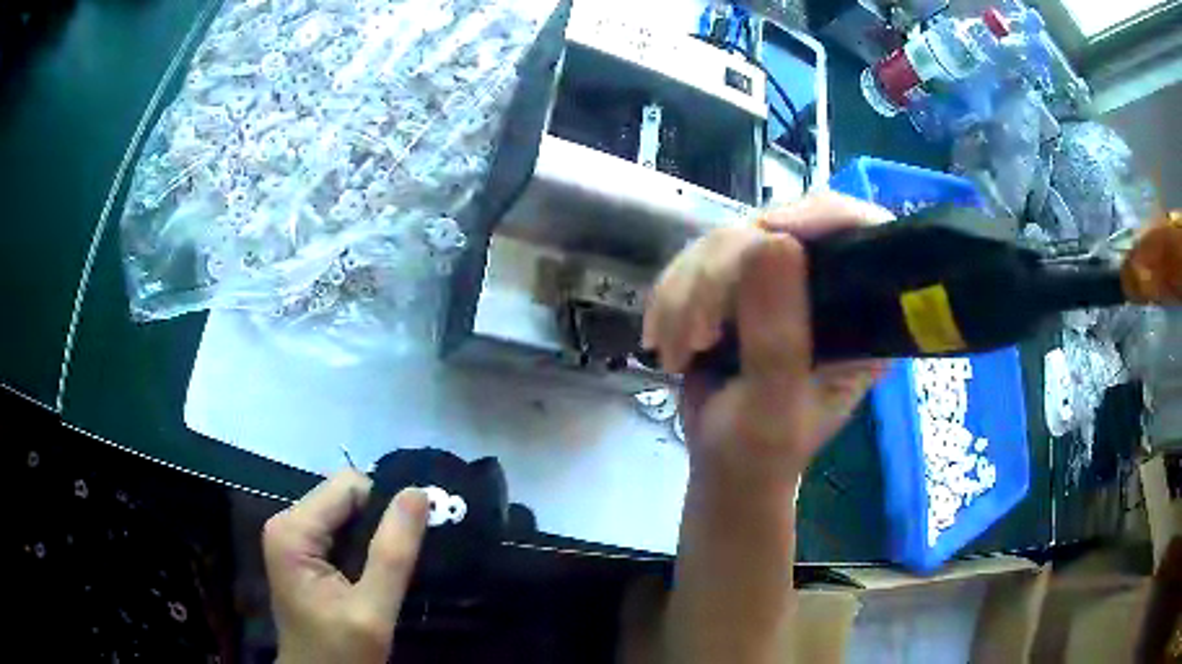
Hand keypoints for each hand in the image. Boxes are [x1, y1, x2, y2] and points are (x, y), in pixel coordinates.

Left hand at [263, 471, 428, 663]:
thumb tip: (418, 493)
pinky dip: (363, 546)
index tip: (409, 544)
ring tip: (392, 569)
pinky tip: (375, 573)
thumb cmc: (341, 652)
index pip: (348, 486)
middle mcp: (286, 522)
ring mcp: (292, 537)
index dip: (384, 508)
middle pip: (345, 496)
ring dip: (373, 535)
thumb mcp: (372, 610)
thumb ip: (392, 553)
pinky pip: (340, 531)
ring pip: (345, 513)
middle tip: (406, 560)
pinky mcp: (302, 552)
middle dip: (379, 522)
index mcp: (293, 530)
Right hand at [643, 192, 893, 480]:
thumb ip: (779, 337)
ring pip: (729, 239)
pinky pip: (698, 259)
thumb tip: (772, 241)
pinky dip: (670, 296)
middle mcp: (830, 286)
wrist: (724, 464)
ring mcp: (782, 281)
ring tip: (676, 351)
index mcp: (865, 316)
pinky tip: (662, 337)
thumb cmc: (762, 452)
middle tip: (696, 335)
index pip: (862, 233)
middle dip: (722, 276)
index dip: (822, 216)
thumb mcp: (775, 408)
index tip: (768, 234)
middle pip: (781, 228)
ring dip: (686, 294)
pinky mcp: (740, 284)